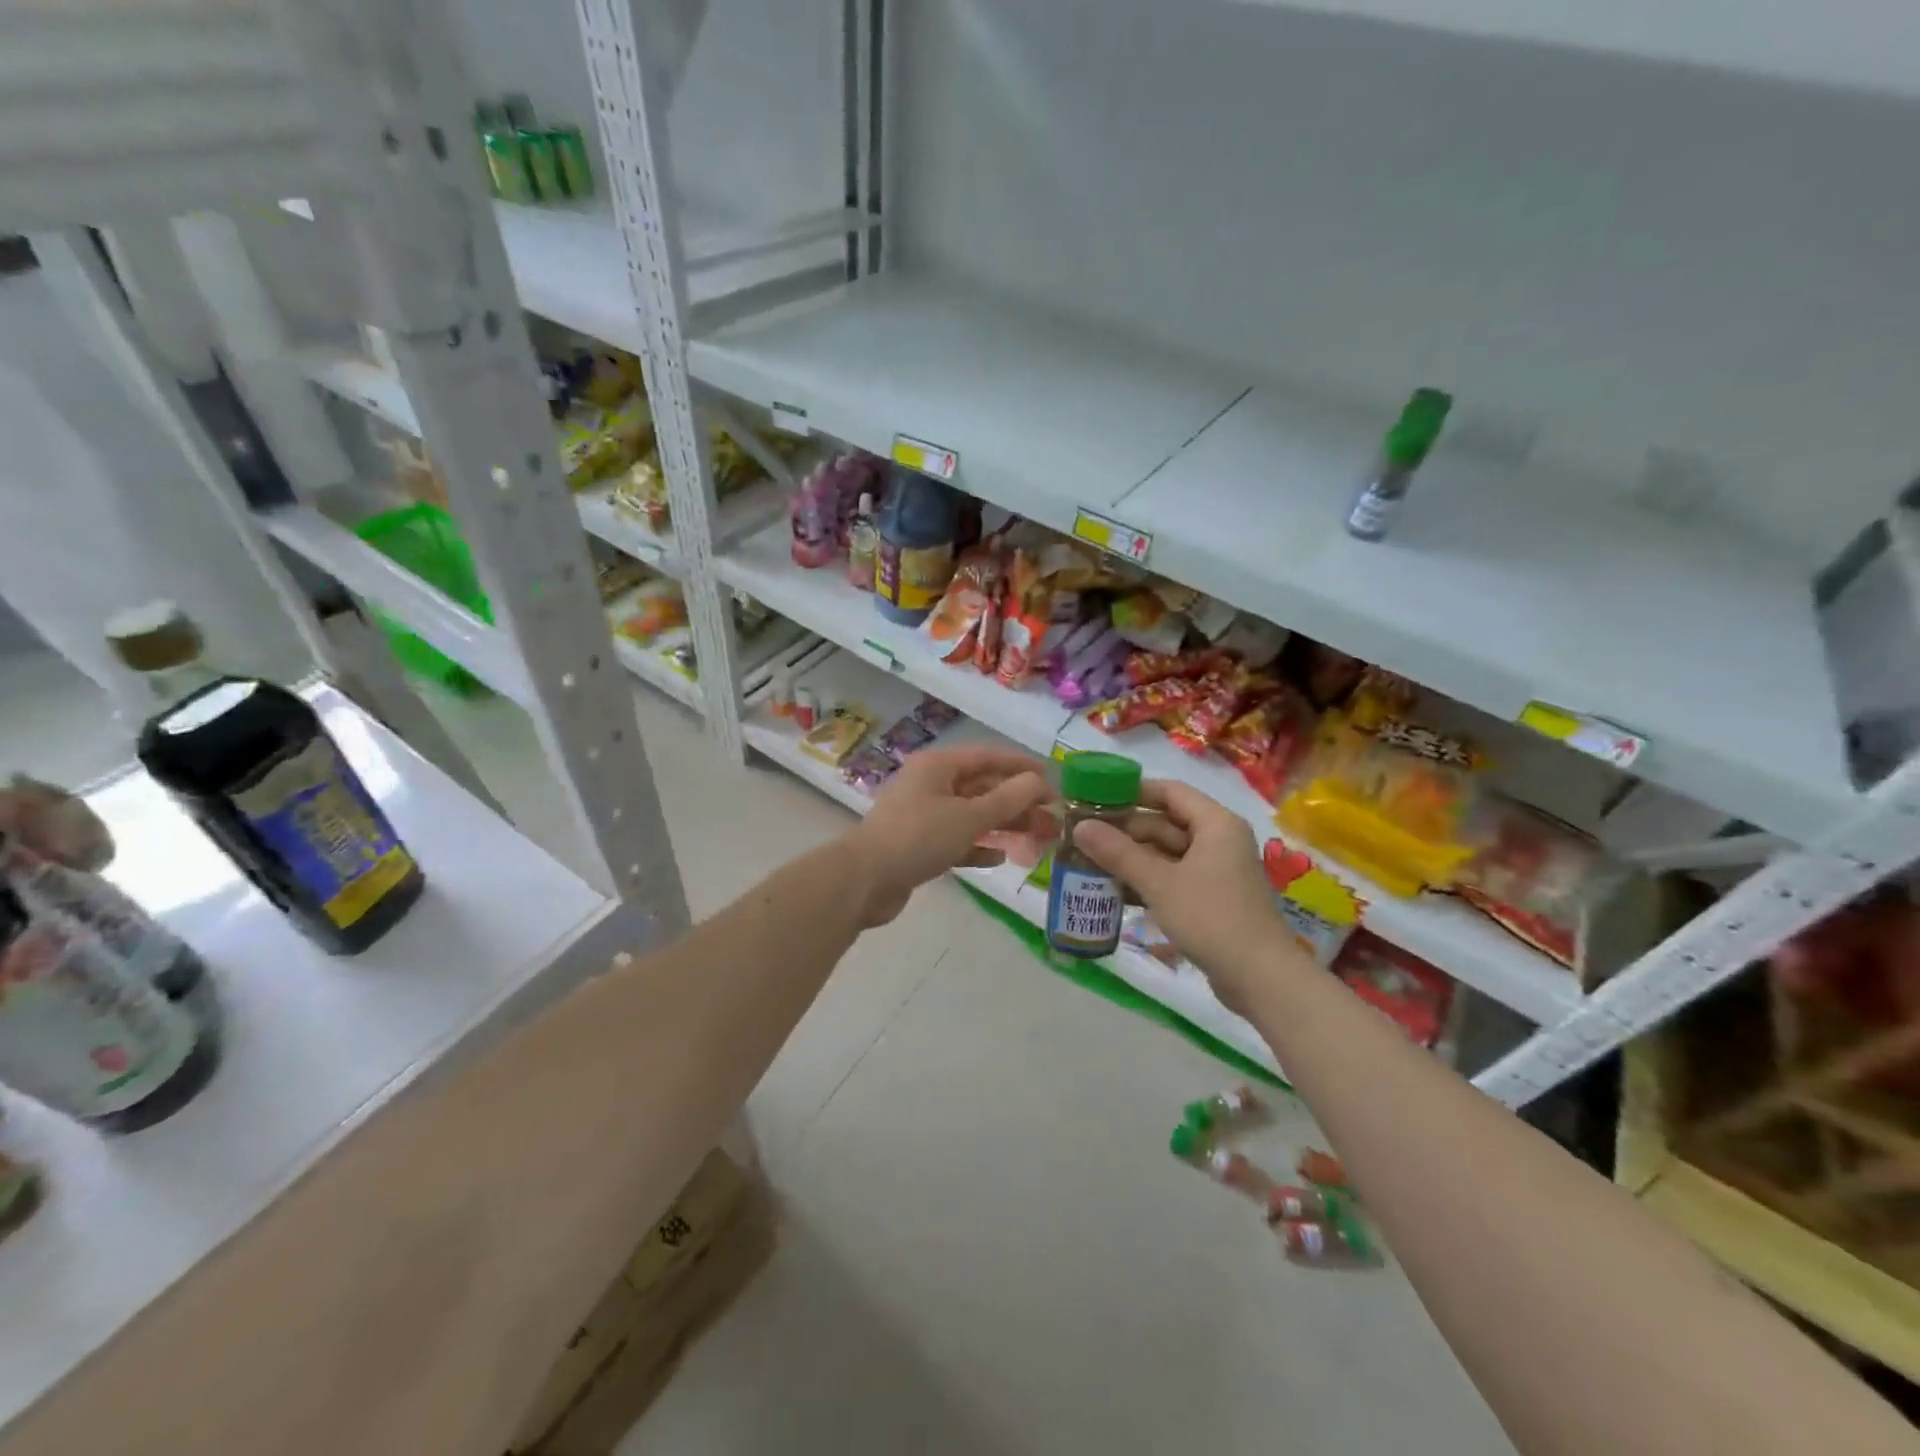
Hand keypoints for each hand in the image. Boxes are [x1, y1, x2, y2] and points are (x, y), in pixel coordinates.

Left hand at [845, 747, 1052, 927]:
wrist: (864, 880)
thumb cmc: (919, 837)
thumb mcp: (969, 816)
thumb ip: (1008, 799)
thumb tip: (1039, 782)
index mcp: (938, 766)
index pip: (988, 757)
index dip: (1021, 767)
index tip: (1053, 780)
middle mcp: (930, 784)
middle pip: (982, 787)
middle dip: (1017, 801)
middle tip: (1051, 818)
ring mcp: (923, 815)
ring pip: (971, 815)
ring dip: (1003, 825)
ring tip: (1036, 839)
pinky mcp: (918, 845)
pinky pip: (956, 840)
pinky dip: (978, 846)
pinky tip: (1000, 858)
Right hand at [1071, 780, 1292, 1008]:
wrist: (1262, 979)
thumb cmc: (1212, 918)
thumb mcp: (1159, 883)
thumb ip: (1118, 853)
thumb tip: (1080, 826)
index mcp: (1216, 824)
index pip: (1170, 791)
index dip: (1133, 791)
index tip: (1096, 797)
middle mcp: (1219, 840)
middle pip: (1166, 823)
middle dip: (1126, 830)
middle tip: (1084, 835)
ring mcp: (1217, 871)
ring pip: (1168, 853)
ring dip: (1133, 858)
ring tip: (1090, 862)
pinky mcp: (1212, 898)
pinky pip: (1174, 877)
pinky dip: (1148, 880)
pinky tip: (1115, 890)